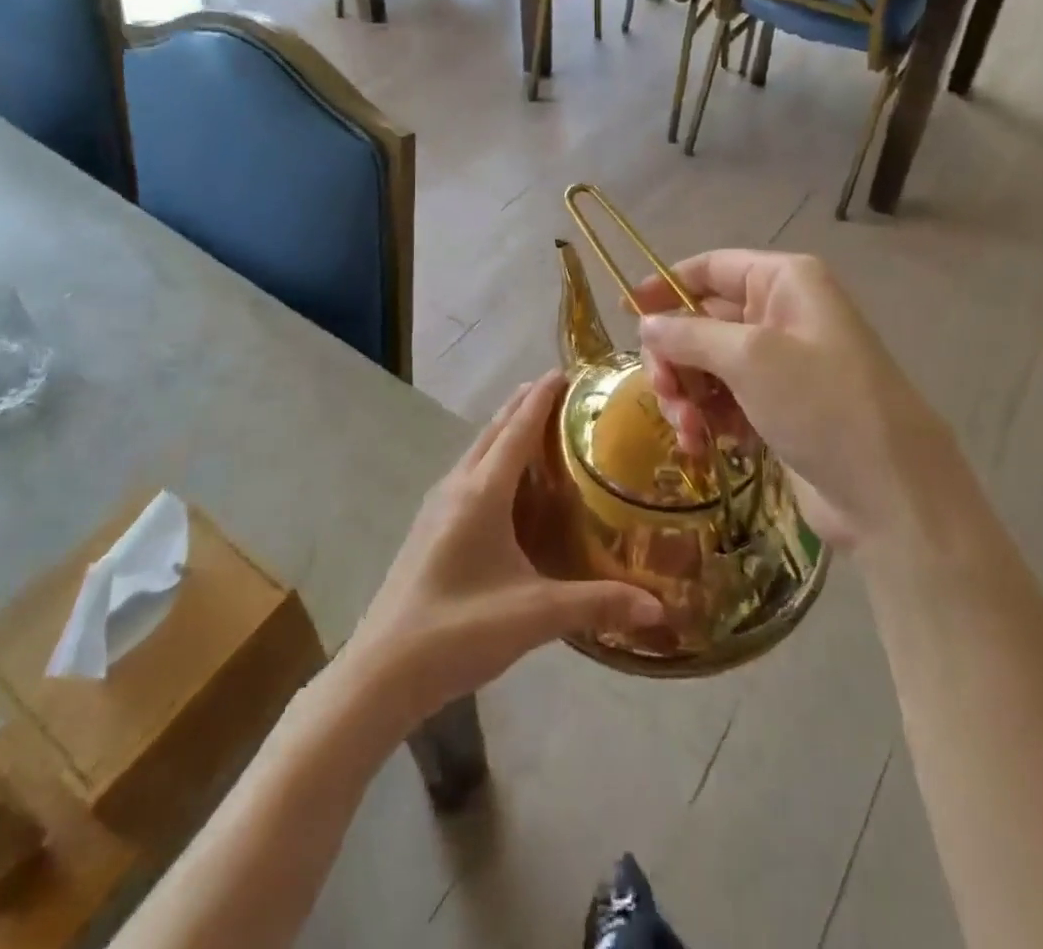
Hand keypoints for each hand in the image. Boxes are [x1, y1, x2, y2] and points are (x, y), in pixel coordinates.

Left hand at [343, 373, 663, 732]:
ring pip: (477, 450)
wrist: (382, 671)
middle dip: (524, 404)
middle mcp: (457, 486)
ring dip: (506, 429)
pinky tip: (507, 482)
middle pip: (494, 430)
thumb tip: (660, 607)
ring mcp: (437, 505)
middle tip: (561, 390)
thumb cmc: (460, 631)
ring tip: (538, 424)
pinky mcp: (429, 526)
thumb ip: (598, 604)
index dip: (542, 396)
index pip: (518, 428)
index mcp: (482, 492)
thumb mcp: (535, 615)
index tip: (566, 370)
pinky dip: (492, 457)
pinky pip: (468, 473)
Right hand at [633, 251, 956, 550]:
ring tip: (688, 429)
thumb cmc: (821, 403)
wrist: (889, 491)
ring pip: (707, 365)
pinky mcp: (777, 408)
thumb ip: (689, 334)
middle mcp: (781, 314)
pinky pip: (724, 400)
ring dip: (687, 395)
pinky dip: (707, 419)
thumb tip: (646, 324)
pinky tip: (703, 444)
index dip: (666, 286)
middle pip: (702, 320)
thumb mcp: (749, 358)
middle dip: (675, 357)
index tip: (626, 314)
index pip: (711, 268)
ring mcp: (780, 364)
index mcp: (784, 282)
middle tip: (663, 391)